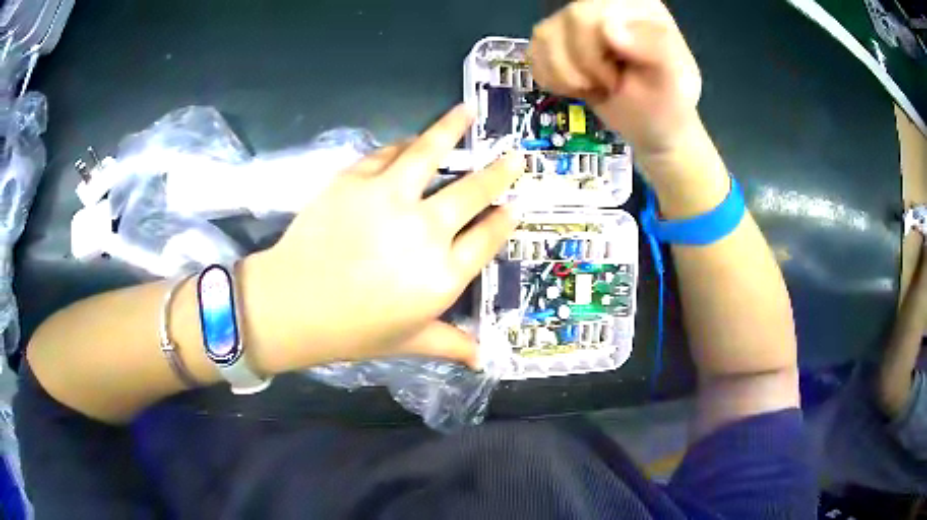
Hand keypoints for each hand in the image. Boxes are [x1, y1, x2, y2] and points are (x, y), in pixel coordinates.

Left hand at [246, 105, 520, 368]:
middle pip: (472, 192)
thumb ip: (450, 344)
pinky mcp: (355, 180)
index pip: (487, 238)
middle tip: (514, 157)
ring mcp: (390, 198)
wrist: (291, 305)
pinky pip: (387, 154)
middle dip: (499, 173)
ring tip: (467, 112)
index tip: (514, 206)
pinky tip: (412, 139)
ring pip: (430, 154)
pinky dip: (403, 145)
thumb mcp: (408, 343)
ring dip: (452, 130)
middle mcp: (425, 230)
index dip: (504, 220)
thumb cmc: (352, 331)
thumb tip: (482, 359)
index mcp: (443, 275)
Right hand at [529, 0, 701, 162]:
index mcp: (635, 6)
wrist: (654, 127)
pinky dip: (552, 79)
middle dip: (582, 67)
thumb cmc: (667, 105)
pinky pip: (534, 52)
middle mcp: (603, 5)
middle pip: (566, 21)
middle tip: (609, 86)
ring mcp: (576, 21)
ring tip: (597, 87)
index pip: (590, 13)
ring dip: (567, 76)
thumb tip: (608, 28)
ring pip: (543, 36)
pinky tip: (579, 86)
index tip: (617, 81)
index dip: (592, 53)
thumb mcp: (675, 81)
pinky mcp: (558, 40)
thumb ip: (654, 49)